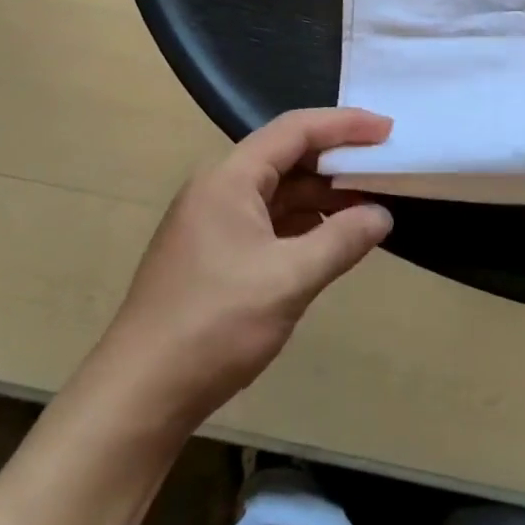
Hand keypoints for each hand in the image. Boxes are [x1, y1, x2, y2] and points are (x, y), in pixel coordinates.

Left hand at [95, 108, 393, 427]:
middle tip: (384, 164)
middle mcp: (218, 189)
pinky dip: (304, 223)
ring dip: (322, 195)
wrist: (137, 399)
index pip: (295, 131)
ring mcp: (213, 223)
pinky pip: (268, 221)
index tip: (387, 130)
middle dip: (337, 159)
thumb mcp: (288, 280)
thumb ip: (342, 240)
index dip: (345, 124)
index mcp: (229, 179)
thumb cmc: (213, 325)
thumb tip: (383, 215)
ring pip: (279, 191)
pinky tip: (332, 238)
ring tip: (368, 202)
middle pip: (287, 156)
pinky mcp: (213, 254)